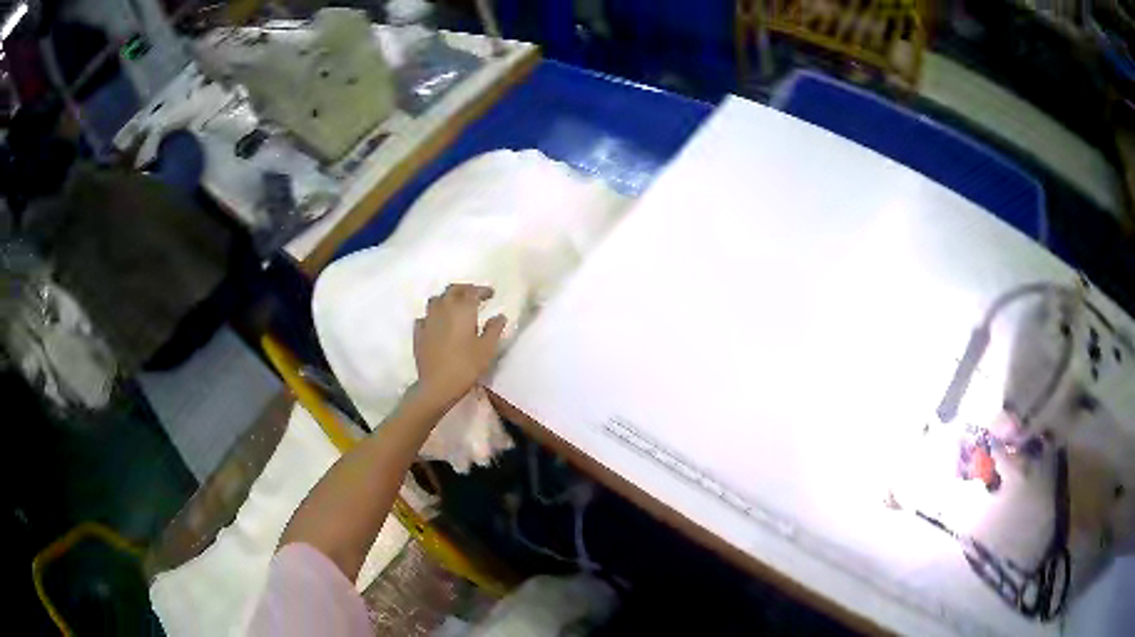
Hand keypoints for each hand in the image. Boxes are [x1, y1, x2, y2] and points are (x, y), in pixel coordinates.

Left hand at [413, 284, 506, 406]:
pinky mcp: (419, 333)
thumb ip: (494, 329)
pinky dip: (433, 315)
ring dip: (447, 298)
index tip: (491, 294)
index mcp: (462, 310)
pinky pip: (425, 317)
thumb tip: (499, 316)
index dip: (483, 290)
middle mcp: (443, 309)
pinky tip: (437, 323)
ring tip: (455, 305)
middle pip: (452, 290)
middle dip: (464, 289)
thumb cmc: (466, 366)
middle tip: (474, 294)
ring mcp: (428, 320)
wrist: (437, 385)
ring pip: (436, 300)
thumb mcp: (487, 349)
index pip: (473, 292)